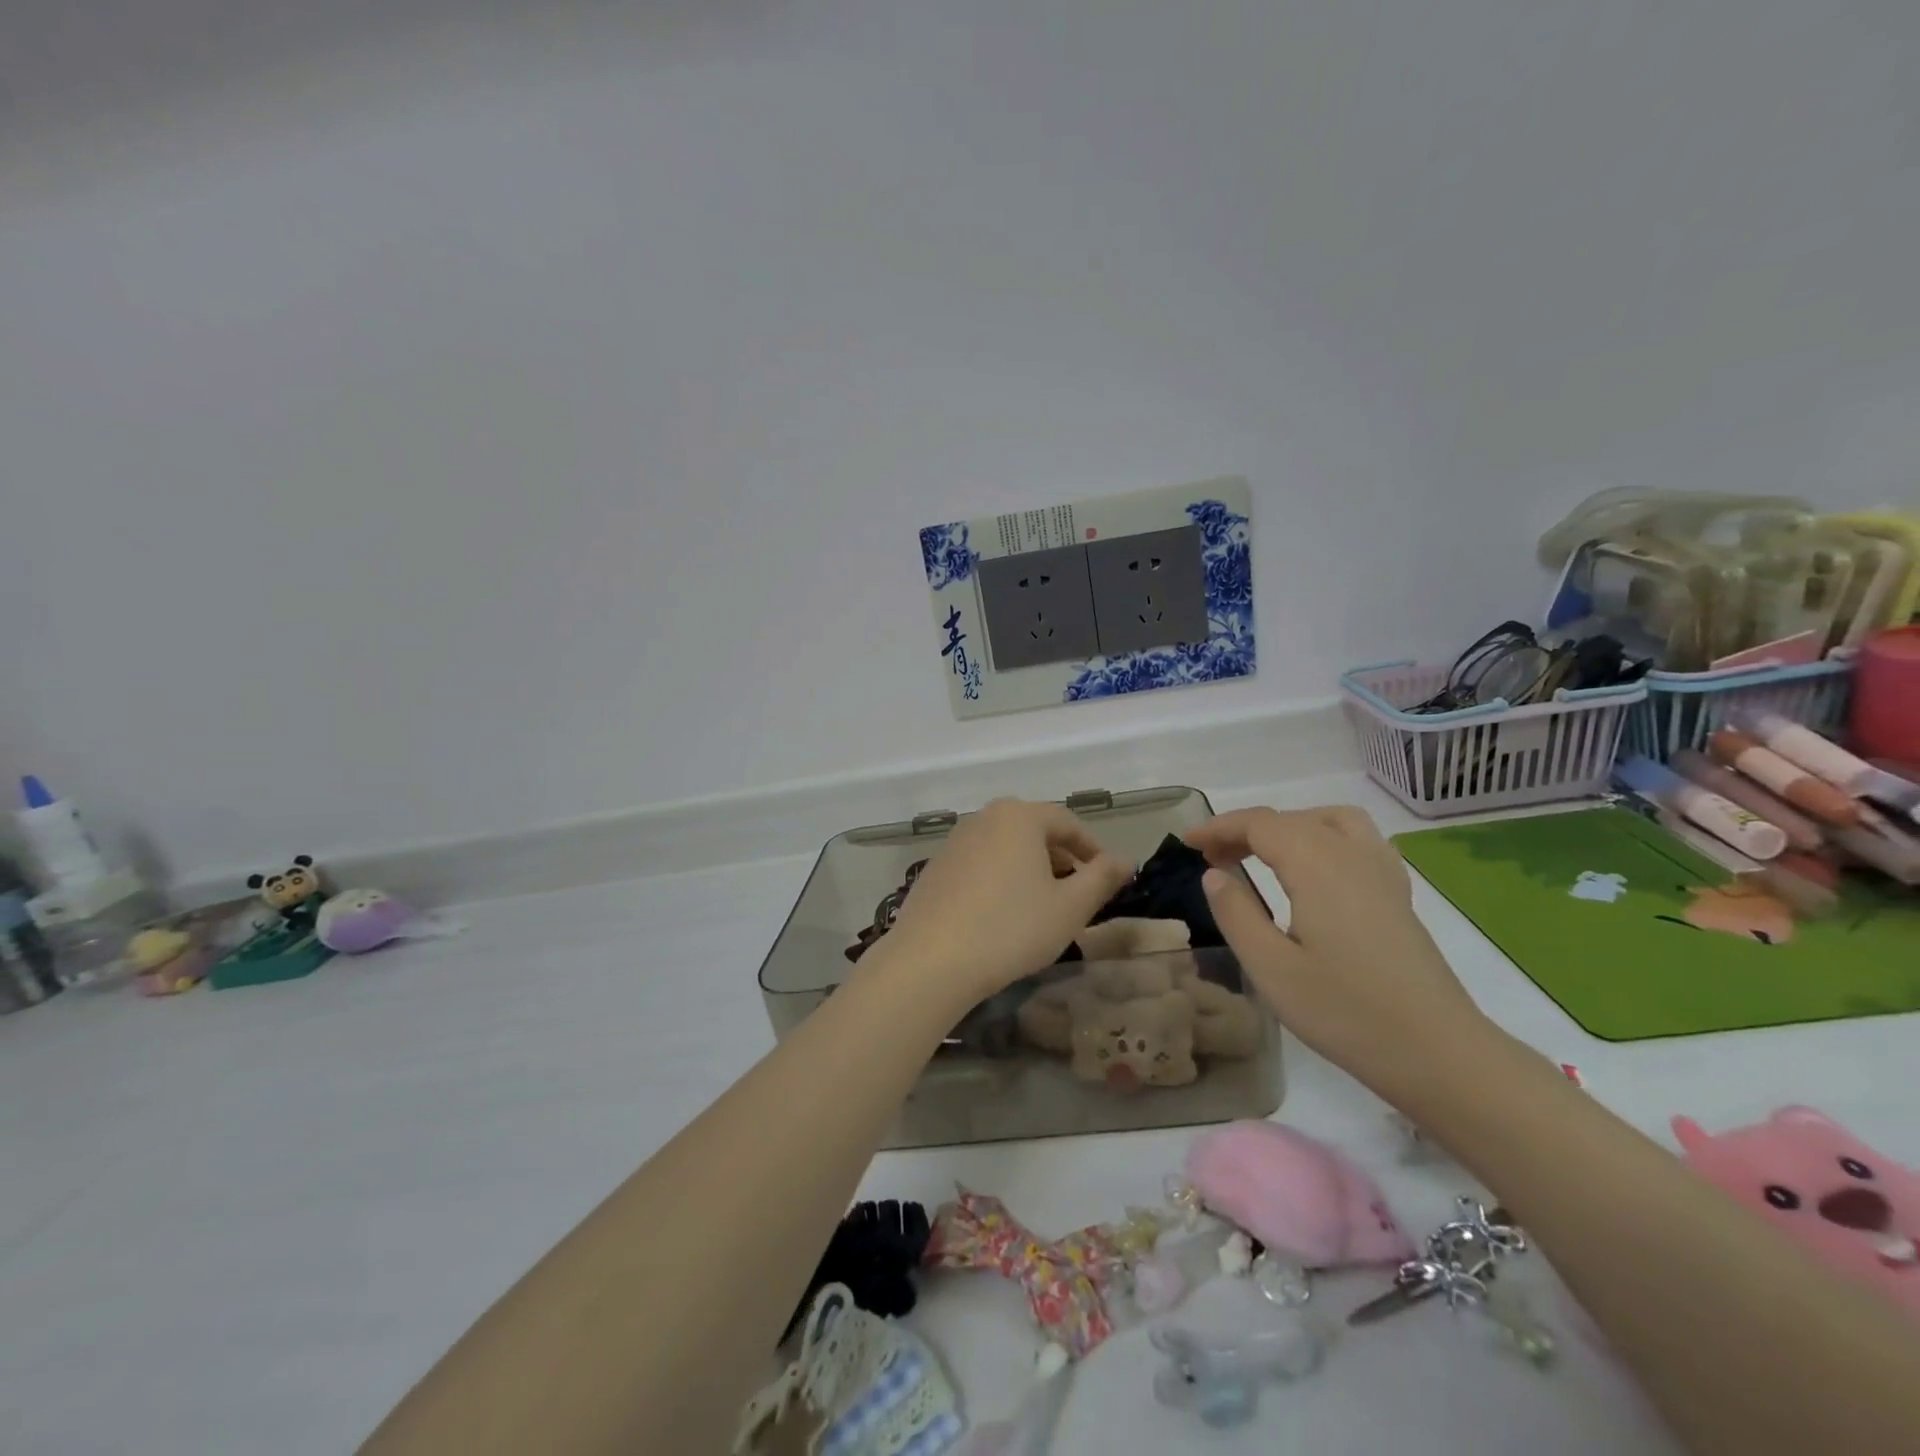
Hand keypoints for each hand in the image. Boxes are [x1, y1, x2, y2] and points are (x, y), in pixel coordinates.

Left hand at [878, 799, 1133, 1002]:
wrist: (931, 960)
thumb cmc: (1011, 928)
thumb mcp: (1069, 908)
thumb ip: (1101, 878)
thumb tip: (1125, 859)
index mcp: (1019, 816)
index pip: (1067, 822)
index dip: (1092, 849)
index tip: (1106, 877)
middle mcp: (984, 818)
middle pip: (1033, 831)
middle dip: (1060, 859)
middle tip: (1075, 894)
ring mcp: (954, 842)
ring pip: (1005, 848)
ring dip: (1029, 870)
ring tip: (1041, 907)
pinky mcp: (934, 867)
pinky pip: (979, 864)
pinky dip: (999, 880)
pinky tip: (1001, 916)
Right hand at [1186, 806, 1491, 1098]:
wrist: (1438, 1053)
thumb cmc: (1345, 1012)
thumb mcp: (1271, 968)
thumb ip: (1236, 913)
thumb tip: (1215, 874)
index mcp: (1316, 866)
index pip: (1259, 824)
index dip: (1219, 827)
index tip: (1188, 843)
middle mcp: (1351, 855)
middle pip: (1291, 819)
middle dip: (1245, 829)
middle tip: (1212, 858)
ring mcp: (1382, 872)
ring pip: (1329, 821)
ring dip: (1288, 826)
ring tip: (1262, 854)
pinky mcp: (1398, 894)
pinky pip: (1358, 840)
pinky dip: (1324, 837)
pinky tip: (1314, 871)